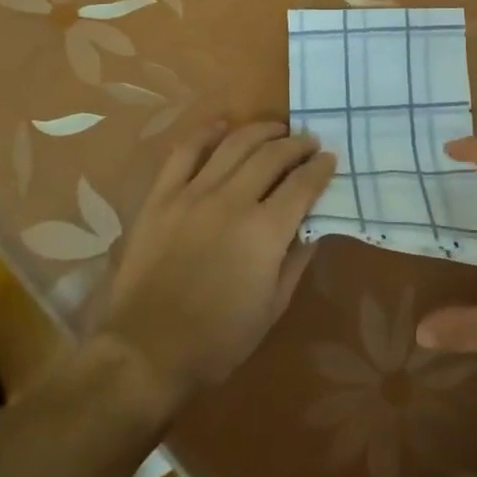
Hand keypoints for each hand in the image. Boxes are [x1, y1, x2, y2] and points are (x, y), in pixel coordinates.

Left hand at [93, 119, 335, 413]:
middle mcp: (232, 201)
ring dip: (262, 131)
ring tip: (277, 129)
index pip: (303, 184)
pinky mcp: (162, 197)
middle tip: (308, 142)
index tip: (329, 159)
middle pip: (272, 156)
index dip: (321, 168)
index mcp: (265, 232)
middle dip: (297, 144)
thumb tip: (313, 227)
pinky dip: (206, 133)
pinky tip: (223, 124)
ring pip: (234, 144)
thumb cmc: (219, 340)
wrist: (147, 351)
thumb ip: (296, 259)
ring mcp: (193, 194)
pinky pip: (185, 152)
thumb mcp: (273, 308)